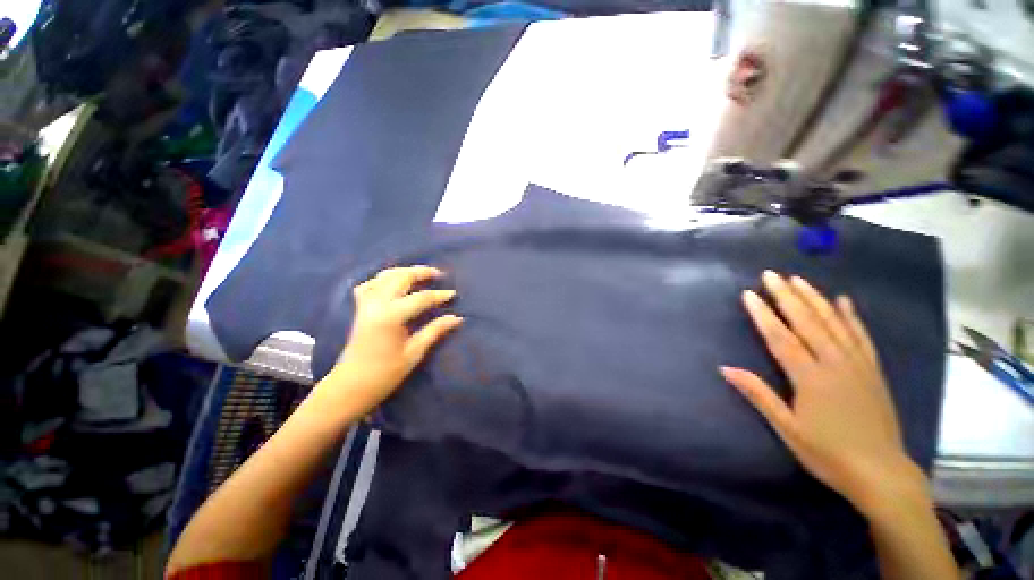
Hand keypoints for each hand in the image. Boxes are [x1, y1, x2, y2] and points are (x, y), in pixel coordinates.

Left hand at [318, 266, 462, 415]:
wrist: (350, 386)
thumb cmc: (385, 374)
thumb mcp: (414, 353)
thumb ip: (435, 331)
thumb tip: (456, 318)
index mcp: (391, 316)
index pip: (421, 298)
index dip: (439, 295)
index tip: (453, 294)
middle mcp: (376, 304)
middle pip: (401, 278)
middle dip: (421, 272)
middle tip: (438, 274)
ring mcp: (365, 304)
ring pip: (384, 276)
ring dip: (404, 271)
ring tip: (420, 274)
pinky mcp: (359, 308)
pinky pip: (370, 284)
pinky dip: (383, 279)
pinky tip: (393, 283)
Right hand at [720, 271, 924, 514]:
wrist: (881, 473)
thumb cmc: (827, 453)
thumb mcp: (787, 428)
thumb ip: (758, 394)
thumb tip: (725, 368)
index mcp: (810, 377)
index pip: (780, 337)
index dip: (763, 314)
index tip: (748, 294)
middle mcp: (835, 363)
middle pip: (807, 322)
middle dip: (787, 296)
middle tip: (771, 275)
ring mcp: (858, 364)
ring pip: (834, 323)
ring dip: (815, 299)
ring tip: (799, 280)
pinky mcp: (873, 371)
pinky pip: (861, 337)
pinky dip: (852, 317)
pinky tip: (844, 301)